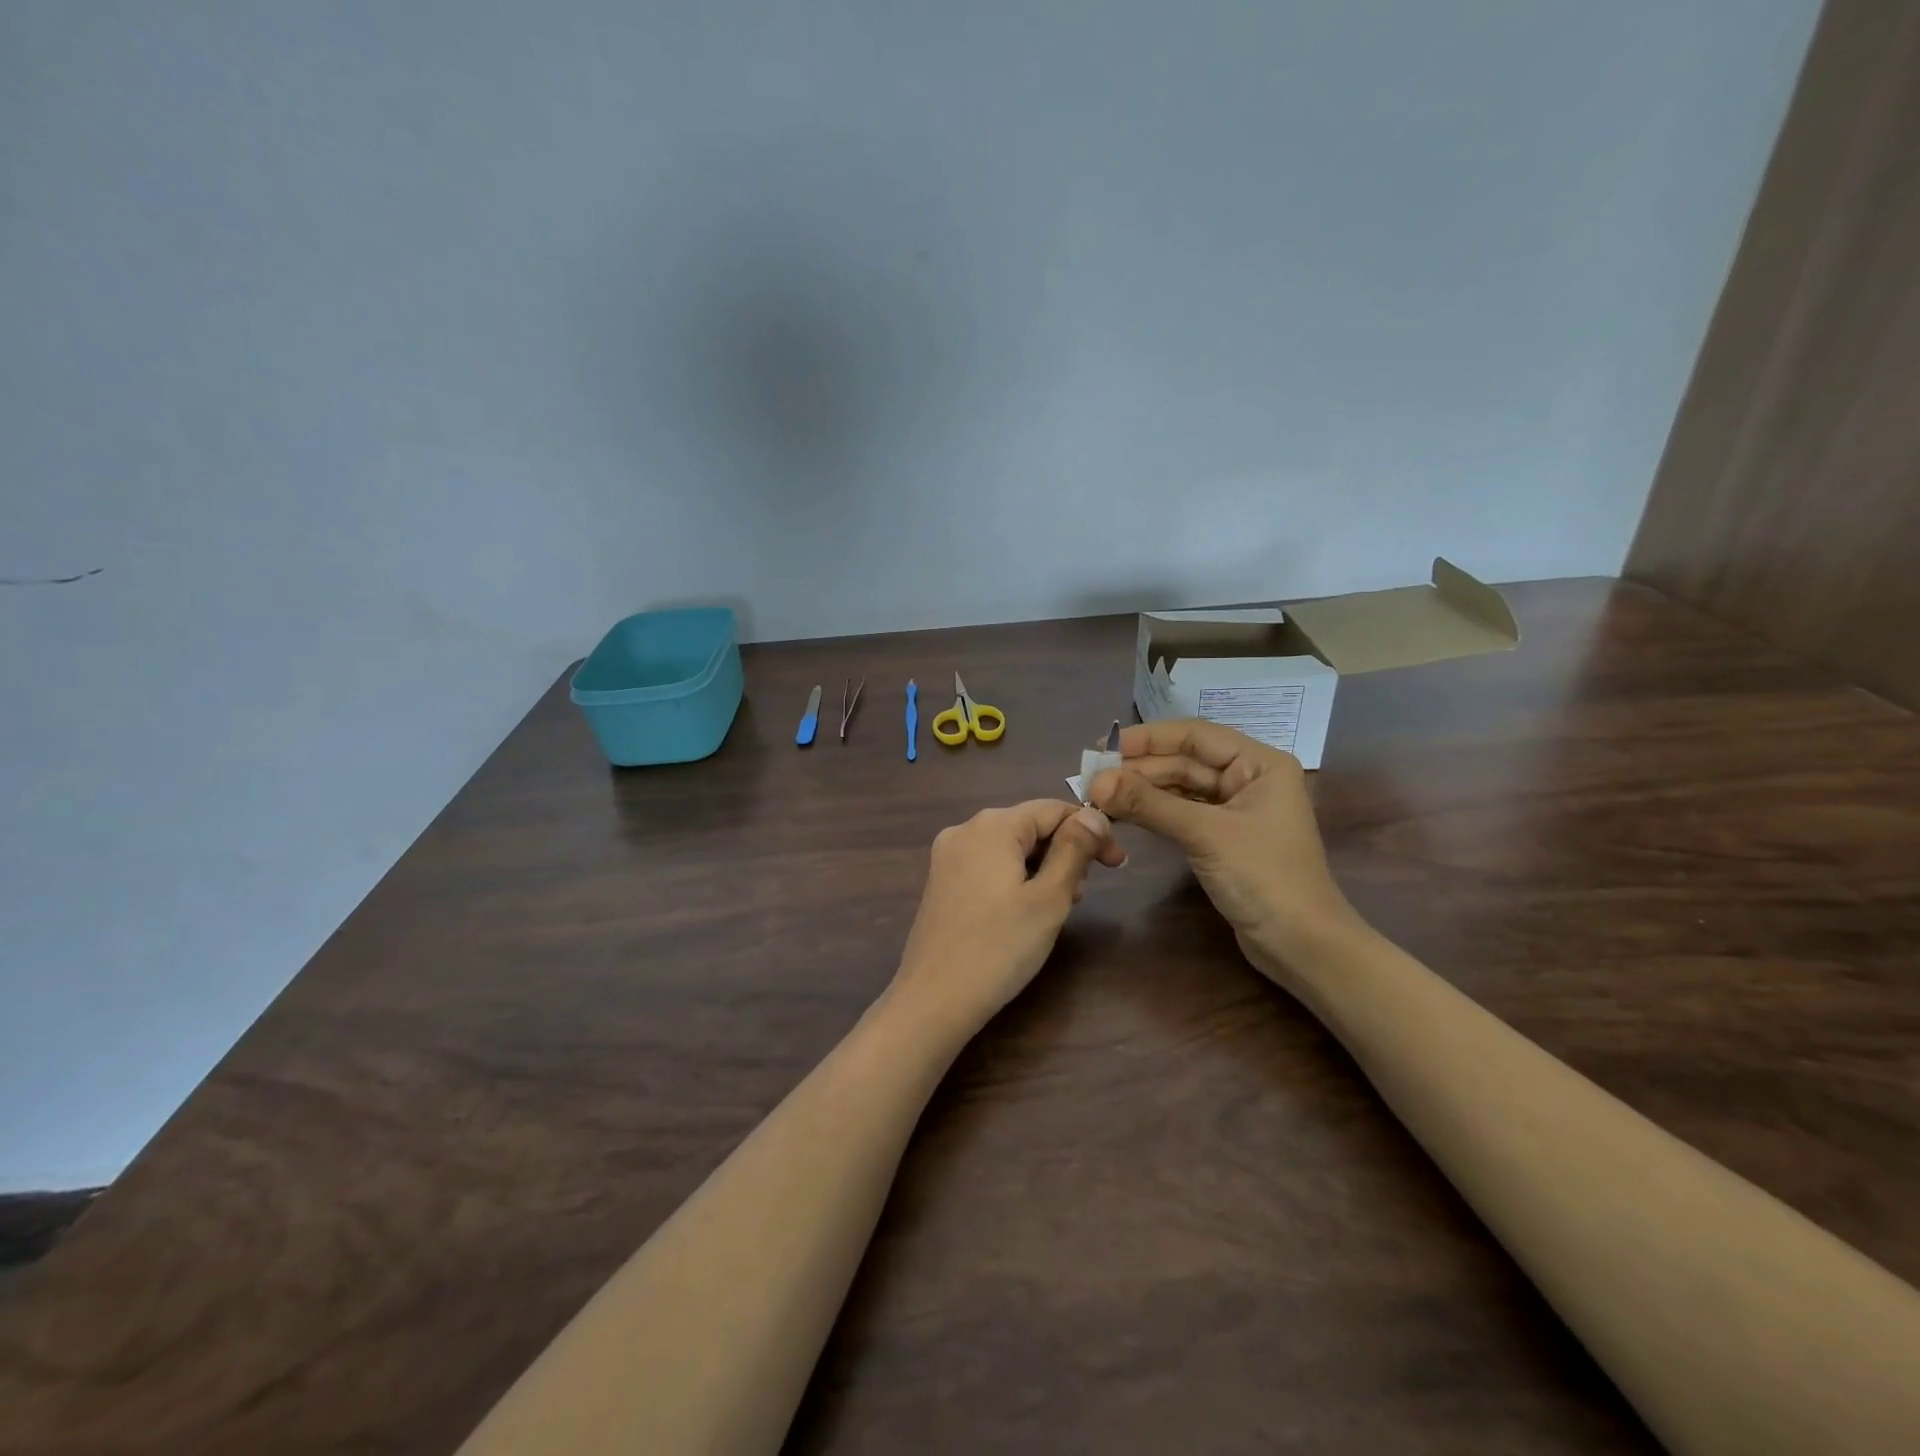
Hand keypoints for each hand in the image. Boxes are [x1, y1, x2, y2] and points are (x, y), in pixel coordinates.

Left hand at [890, 801, 1124, 1033]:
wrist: (934, 1000)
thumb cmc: (999, 948)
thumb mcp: (1049, 899)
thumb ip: (1074, 850)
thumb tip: (1093, 814)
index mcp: (992, 825)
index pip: (1053, 809)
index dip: (1092, 830)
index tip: (1118, 864)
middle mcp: (965, 829)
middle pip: (1029, 826)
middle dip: (1065, 851)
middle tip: (1084, 893)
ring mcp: (948, 856)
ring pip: (1010, 847)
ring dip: (1042, 867)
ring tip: (1059, 905)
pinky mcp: (941, 882)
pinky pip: (989, 865)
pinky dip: (1015, 877)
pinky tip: (1026, 910)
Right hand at [1088, 720, 1362, 981]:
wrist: (1301, 946)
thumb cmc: (1263, 877)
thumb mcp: (1204, 834)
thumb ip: (1149, 803)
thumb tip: (1095, 782)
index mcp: (1259, 764)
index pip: (1195, 736)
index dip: (1147, 738)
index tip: (1102, 749)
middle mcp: (1248, 779)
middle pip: (1184, 762)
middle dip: (1138, 769)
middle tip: (1090, 779)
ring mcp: (1235, 811)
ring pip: (1179, 789)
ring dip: (1141, 791)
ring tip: (1098, 796)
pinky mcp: (1222, 839)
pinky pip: (1181, 814)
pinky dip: (1153, 813)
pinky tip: (1122, 814)